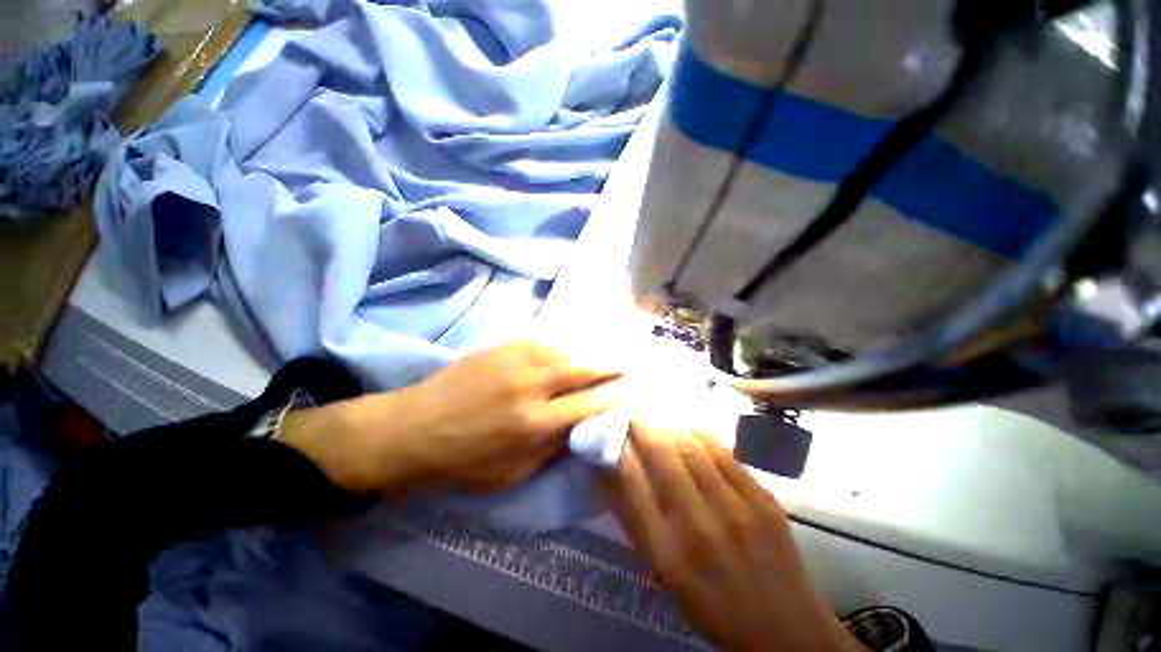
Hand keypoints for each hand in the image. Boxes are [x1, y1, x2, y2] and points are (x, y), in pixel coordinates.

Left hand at [284, 339, 620, 493]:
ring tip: (602, 355)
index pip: (588, 406)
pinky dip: (560, 346)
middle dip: (609, 367)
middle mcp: (531, 386)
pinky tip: (567, 348)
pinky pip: (540, 341)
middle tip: (627, 363)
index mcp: (535, 423)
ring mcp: (514, 361)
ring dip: (586, 353)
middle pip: (581, 370)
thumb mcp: (510, 474)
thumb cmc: (460, 464)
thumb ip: (550, 449)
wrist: (410, 430)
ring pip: (563, 350)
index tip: (631, 393)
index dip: (613, 398)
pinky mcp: (500, 348)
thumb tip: (578, 427)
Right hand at [608, 424, 864, 651]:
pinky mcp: (762, 499)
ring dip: (669, 428)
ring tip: (660, 423)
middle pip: (661, 455)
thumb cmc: (711, 605)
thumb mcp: (662, 572)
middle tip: (634, 417)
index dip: (618, 449)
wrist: (785, 629)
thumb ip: (634, 520)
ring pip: (691, 447)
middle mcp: (698, 525)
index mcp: (666, 552)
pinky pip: (723, 452)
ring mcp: (735, 509)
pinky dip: (700, 436)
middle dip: (642, 428)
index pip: (632, 482)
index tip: (611, 432)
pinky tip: (691, 431)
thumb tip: (608, 473)